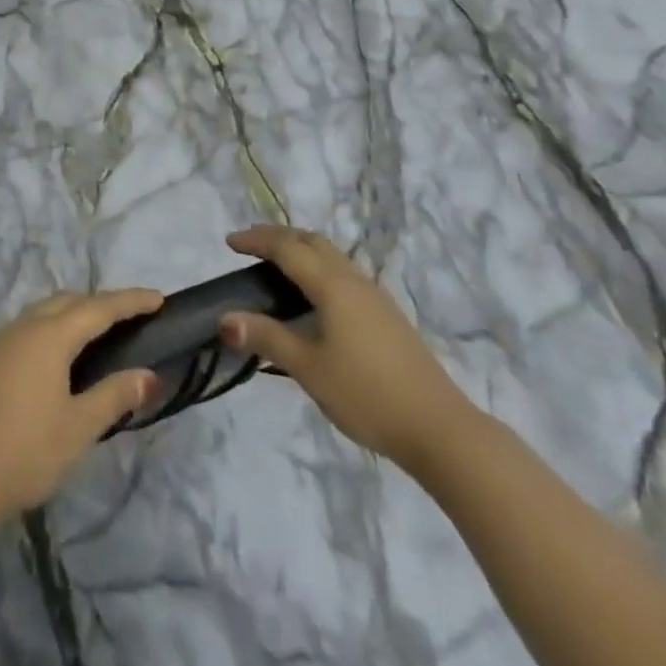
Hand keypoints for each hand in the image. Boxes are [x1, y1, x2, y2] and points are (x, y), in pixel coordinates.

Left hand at [0, 289, 162, 522]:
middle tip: (126, 316)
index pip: (99, 308)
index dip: (130, 301)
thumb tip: (150, 375)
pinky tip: (46, 361)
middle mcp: (21, 328)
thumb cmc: (25, 452)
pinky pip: (19, 333)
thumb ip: (114, 396)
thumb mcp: (78, 428)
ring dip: (68, 315)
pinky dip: (43, 333)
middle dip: (98, 303)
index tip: (157, 297)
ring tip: (89, 334)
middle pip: (66, 302)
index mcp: (49, 336)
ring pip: (39, 314)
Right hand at [220, 226, 473, 470]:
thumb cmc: (367, 394)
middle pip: (311, 241)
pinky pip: (343, 273)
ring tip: (276, 264)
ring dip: (300, 249)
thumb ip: (266, 338)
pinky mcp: (386, 315)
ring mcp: (375, 297)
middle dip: (278, 237)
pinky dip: (318, 267)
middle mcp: (354, 280)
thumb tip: (225, 319)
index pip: (287, 248)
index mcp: (332, 285)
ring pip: (331, 255)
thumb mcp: (308, 368)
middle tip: (249, 245)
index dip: (256, 241)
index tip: (229, 243)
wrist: (440, 429)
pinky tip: (314, 296)